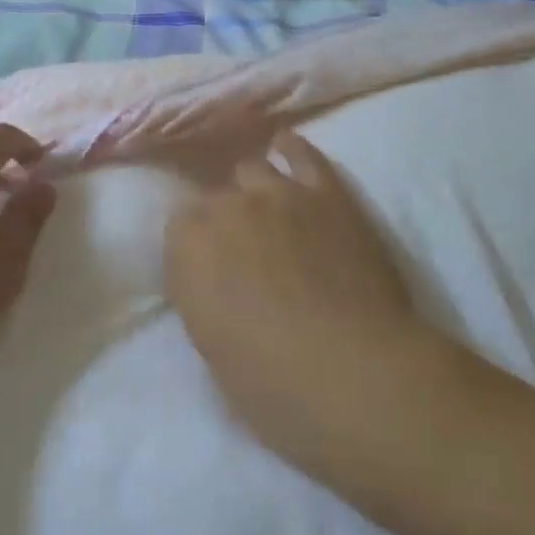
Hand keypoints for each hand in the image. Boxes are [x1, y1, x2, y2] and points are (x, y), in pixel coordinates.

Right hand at [164, 132, 448, 486]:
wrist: (356, 374)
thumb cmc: (274, 387)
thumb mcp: (213, 350)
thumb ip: (203, 297)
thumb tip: (212, 280)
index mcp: (188, 250)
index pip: (179, 228)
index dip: (195, 248)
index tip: (208, 270)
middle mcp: (225, 208)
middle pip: (214, 198)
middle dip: (223, 220)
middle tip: (242, 250)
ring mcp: (277, 193)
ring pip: (251, 169)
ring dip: (253, 190)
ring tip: (266, 209)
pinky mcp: (326, 191)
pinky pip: (301, 153)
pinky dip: (291, 150)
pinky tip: (286, 147)